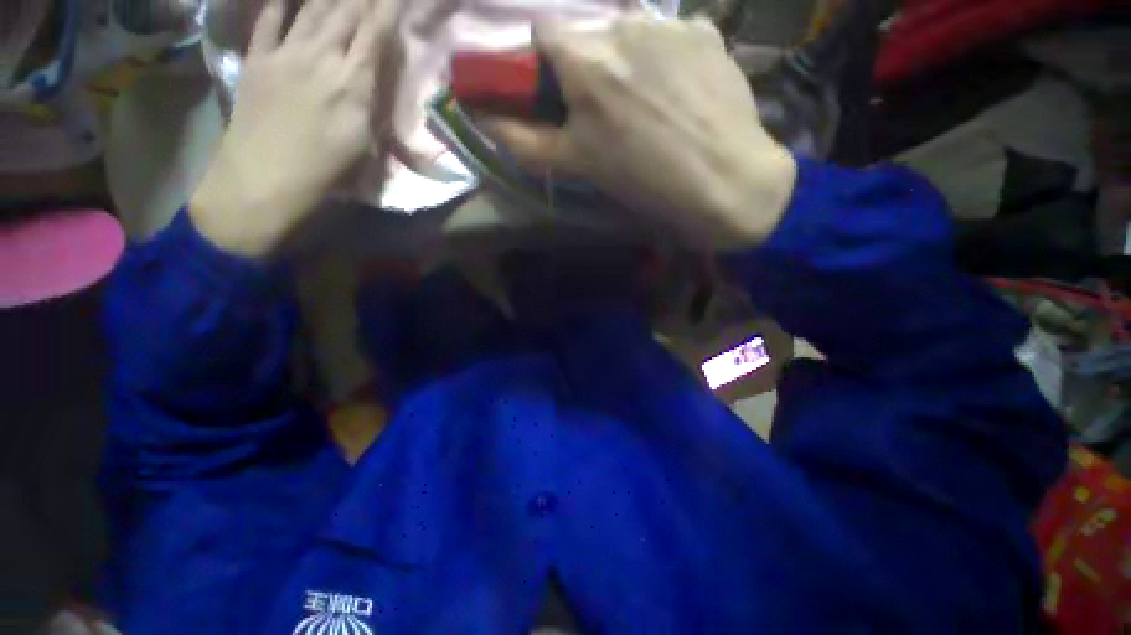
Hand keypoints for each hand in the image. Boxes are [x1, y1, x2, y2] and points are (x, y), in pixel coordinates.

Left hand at [191, 0, 398, 256]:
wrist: (264, 179)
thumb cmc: (325, 171)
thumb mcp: (364, 142)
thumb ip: (371, 100)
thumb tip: (374, 71)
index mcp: (352, 84)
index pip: (375, 32)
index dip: (388, 8)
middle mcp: (320, 57)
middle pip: (345, 11)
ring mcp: (284, 53)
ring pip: (312, 7)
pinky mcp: (257, 58)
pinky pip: (270, 18)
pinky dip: (281, 1)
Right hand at [487, 16, 796, 249]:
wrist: (725, 182)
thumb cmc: (645, 181)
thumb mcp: (580, 165)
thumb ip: (527, 141)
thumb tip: (485, 119)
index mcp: (587, 61)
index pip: (544, 32)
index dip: (548, 62)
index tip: (562, 93)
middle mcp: (624, 26)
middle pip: (590, 34)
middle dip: (590, 66)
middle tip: (611, 111)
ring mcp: (670, 24)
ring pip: (630, 34)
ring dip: (629, 62)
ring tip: (650, 108)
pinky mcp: (706, 31)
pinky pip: (670, 38)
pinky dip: (666, 61)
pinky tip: (681, 96)